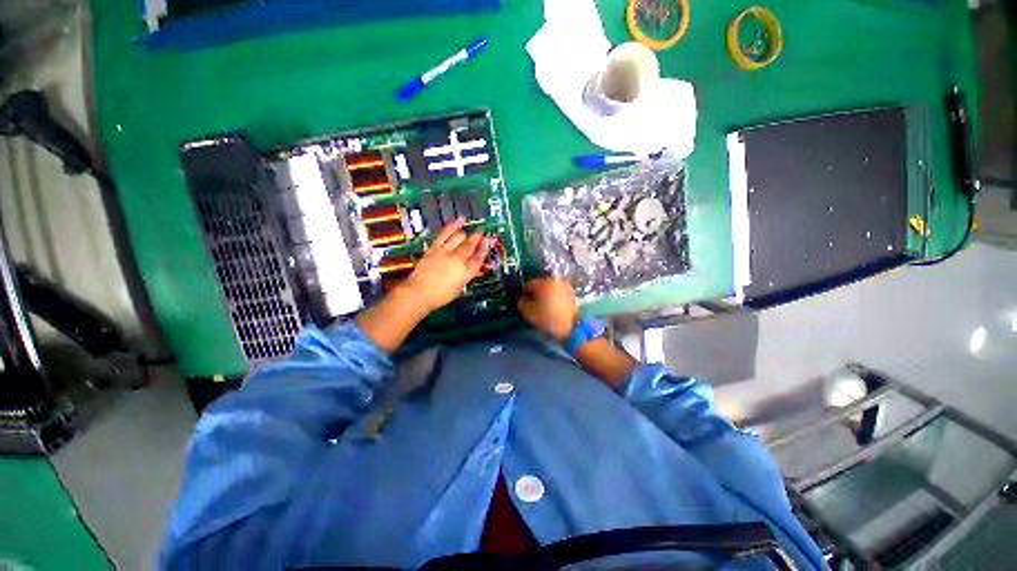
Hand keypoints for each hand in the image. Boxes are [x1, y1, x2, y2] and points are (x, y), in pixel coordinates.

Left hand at [399, 218, 492, 312]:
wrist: (418, 293)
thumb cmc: (441, 295)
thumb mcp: (459, 288)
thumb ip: (467, 275)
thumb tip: (474, 268)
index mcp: (466, 272)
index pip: (479, 257)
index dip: (485, 247)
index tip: (489, 240)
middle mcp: (458, 259)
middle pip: (471, 244)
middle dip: (478, 237)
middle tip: (482, 233)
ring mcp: (446, 251)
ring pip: (460, 237)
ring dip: (467, 233)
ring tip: (471, 231)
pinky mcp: (435, 247)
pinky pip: (446, 233)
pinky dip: (453, 225)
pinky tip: (460, 220)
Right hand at [517, 278, 578, 341]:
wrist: (572, 328)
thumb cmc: (548, 319)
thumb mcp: (529, 312)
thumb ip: (521, 302)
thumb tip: (522, 298)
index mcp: (543, 283)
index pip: (528, 284)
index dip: (523, 293)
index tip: (523, 301)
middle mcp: (554, 281)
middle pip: (540, 284)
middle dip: (535, 292)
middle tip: (533, 304)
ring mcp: (564, 286)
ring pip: (549, 288)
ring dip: (545, 294)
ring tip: (543, 306)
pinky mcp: (571, 293)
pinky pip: (558, 292)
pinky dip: (554, 297)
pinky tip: (552, 307)